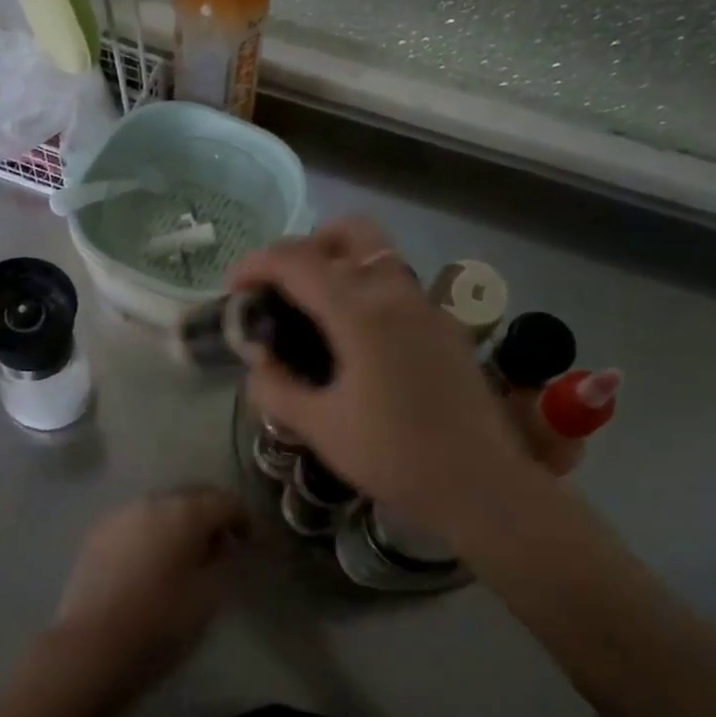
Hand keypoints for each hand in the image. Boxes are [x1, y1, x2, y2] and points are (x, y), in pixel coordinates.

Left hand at [47, 487, 246, 701]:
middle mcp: (153, 501)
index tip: (249, 542)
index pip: (225, 501)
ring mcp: (121, 514)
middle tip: (221, 546)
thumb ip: (224, 562)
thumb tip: (225, 547)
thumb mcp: (208, 596)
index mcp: (185, 513)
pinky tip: (153, 559)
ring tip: (185, 554)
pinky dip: (152, 531)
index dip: (243, 518)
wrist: (91, 645)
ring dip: (180, 522)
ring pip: (162, 506)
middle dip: (211, 515)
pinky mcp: (98, 532)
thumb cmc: (160, 621)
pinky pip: (136, 520)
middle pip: (192, 496)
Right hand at [229, 218, 533, 538]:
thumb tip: (257, 361)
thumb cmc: (394, 457)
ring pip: (380, 255)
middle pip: (349, 233)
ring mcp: (429, 305)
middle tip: (283, 287)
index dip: (256, 264)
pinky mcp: (448, 325)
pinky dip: (369, 291)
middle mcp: (397, 293)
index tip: (235, 289)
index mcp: (361, 312)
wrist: (480, 483)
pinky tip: (360, 341)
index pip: (297, 260)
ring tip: (317, 312)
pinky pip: (400, 287)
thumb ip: (277, 387)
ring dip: (341, 265)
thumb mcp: (320, 427)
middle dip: (307, 246)